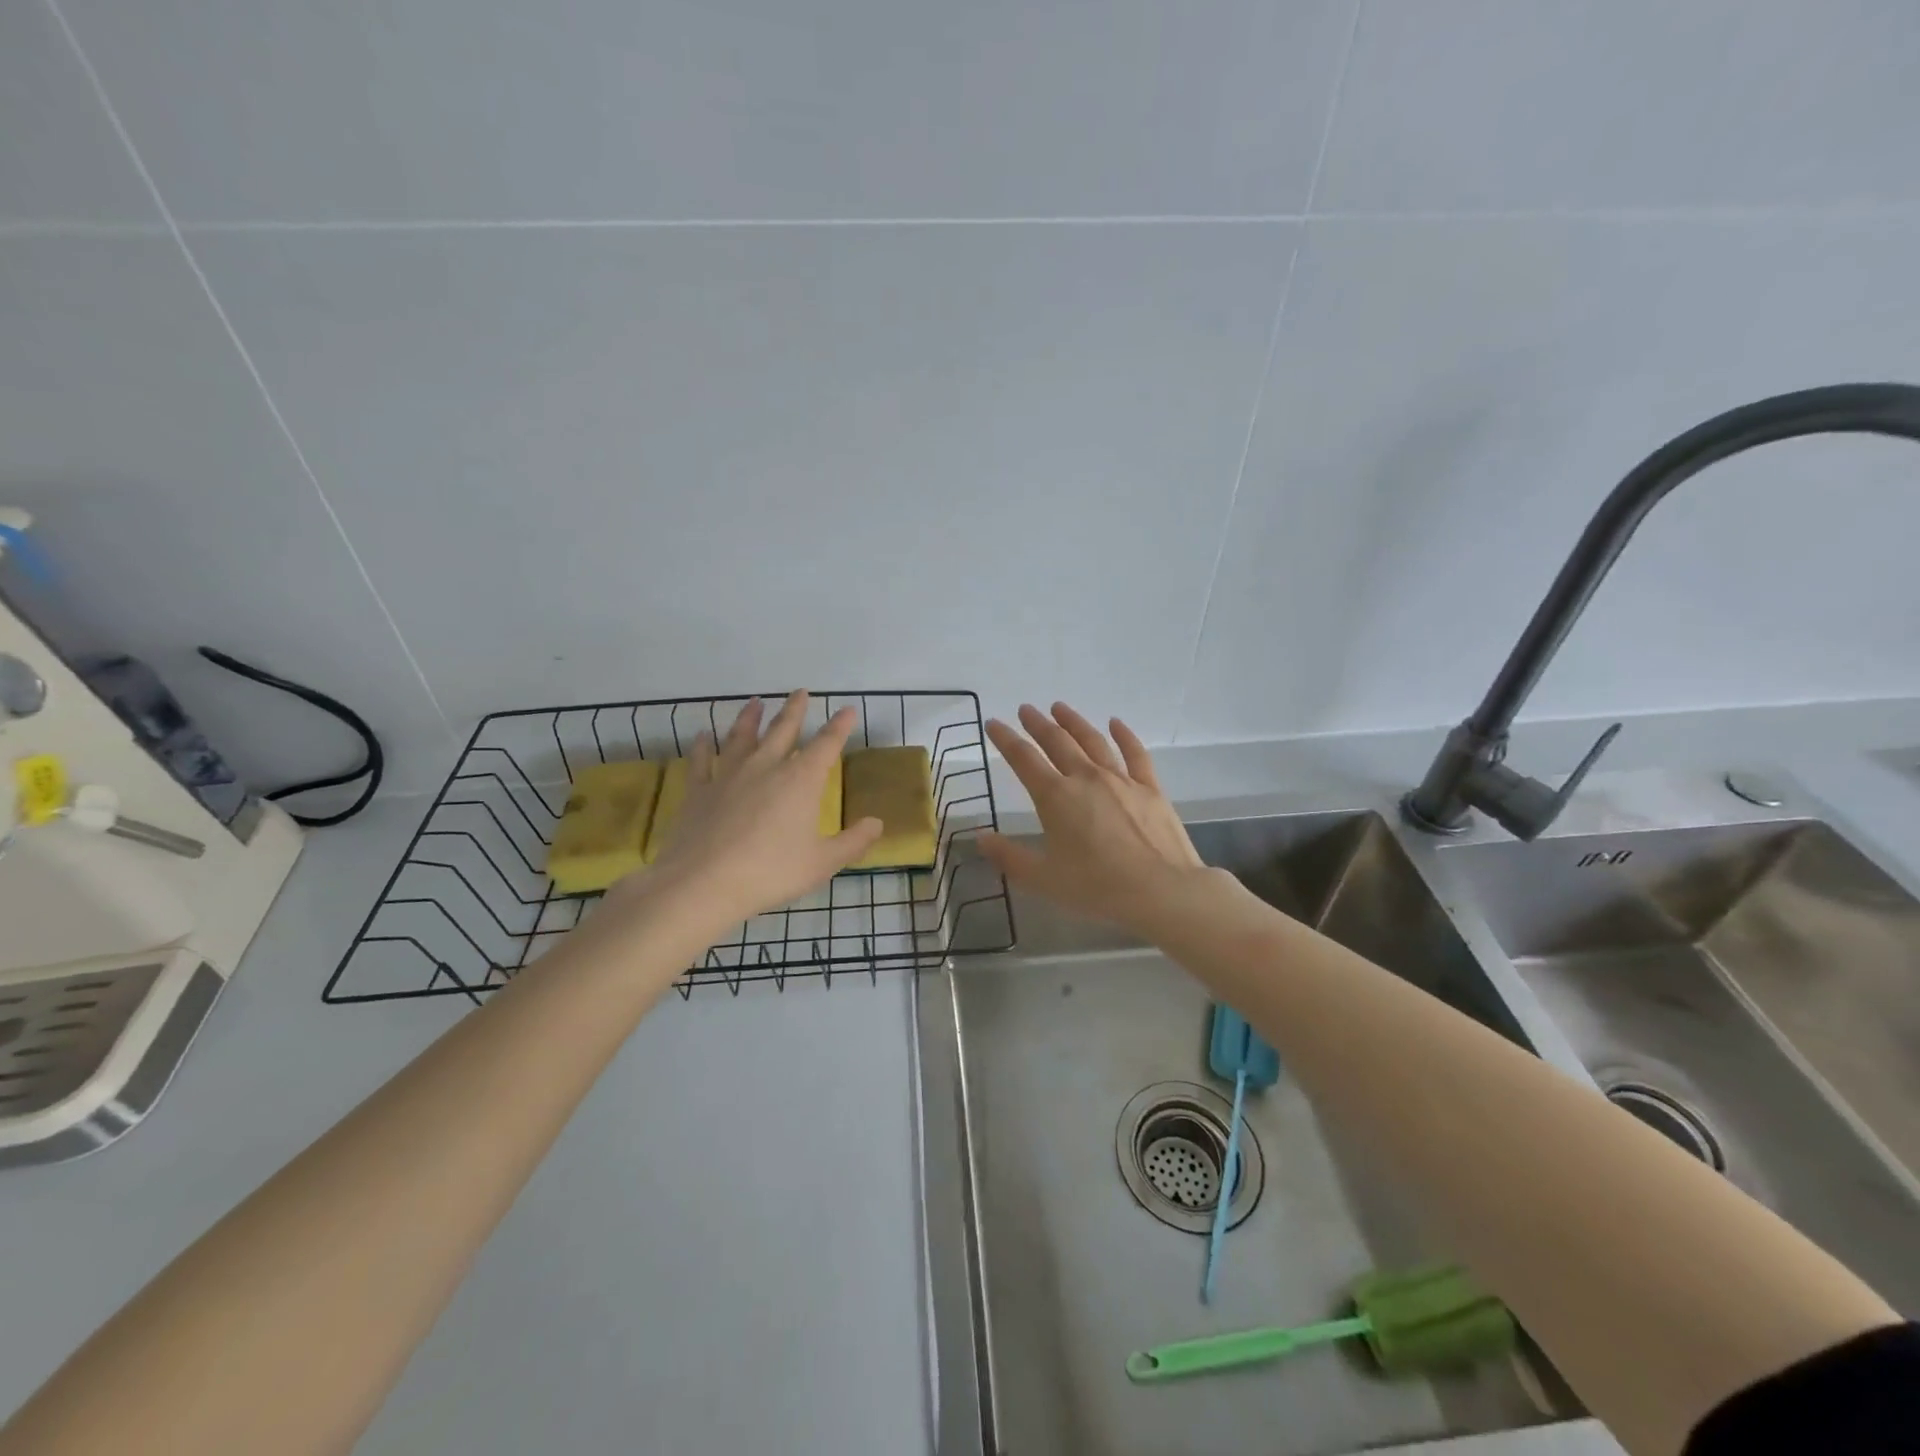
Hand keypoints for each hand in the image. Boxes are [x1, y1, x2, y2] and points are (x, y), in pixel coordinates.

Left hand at [623, 692, 882, 931]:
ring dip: (749, 718)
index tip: (847, 710)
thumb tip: (877, 823)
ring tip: (754, 702)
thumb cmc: (771, 872)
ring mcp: (728, 775)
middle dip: (794, 710)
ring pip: (741, 736)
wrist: (702, 883)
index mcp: (801, 780)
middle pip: (783, 730)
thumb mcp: (822, 863)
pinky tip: (701, 736)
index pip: (826, 745)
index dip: (839, 726)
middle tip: (800, 691)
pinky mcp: (698, 790)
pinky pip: (701, 760)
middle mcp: (766, 767)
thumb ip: (853, 842)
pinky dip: (702, 746)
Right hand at [978, 703, 1204, 932]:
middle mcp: (1086, 778)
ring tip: (1060, 707)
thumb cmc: (1097, 887)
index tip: (994, 723)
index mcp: (1056, 797)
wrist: (1162, 891)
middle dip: (1038, 723)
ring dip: (1074, 722)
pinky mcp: (1150, 788)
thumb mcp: (1044, 879)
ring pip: (1093, 740)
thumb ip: (1009, 857)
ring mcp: (1121, 780)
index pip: (1023, 759)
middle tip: (1026, 709)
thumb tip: (980, 838)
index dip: (1006, 739)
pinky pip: (1134, 753)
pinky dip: (1124, 735)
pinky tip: (1116, 723)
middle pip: (1057, 742)